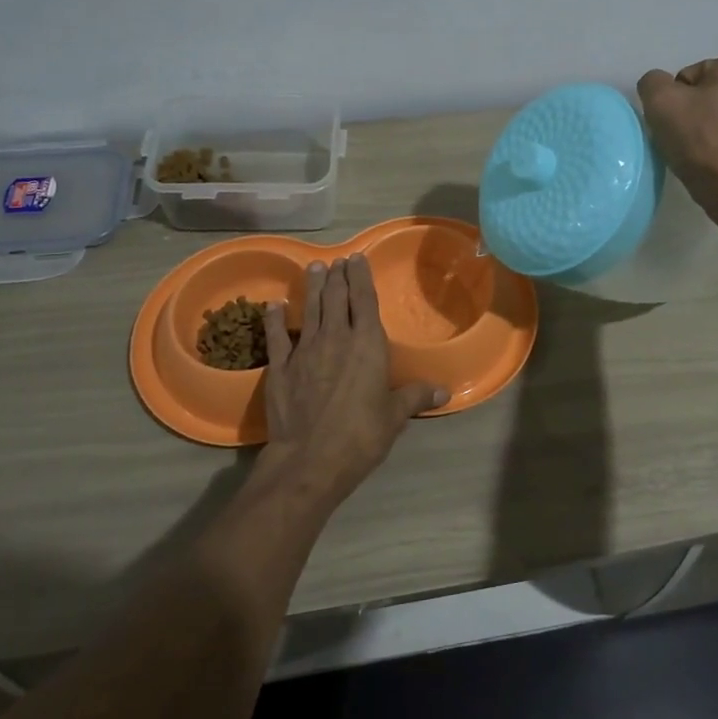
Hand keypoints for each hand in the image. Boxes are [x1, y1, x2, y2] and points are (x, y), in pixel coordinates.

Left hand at [260, 255, 447, 505]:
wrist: (310, 459)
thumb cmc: (361, 435)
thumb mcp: (394, 417)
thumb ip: (415, 397)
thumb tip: (443, 392)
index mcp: (367, 344)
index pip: (364, 300)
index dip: (360, 277)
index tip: (356, 259)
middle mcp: (336, 338)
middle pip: (335, 298)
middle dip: (337, 276)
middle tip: (336, 261)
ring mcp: (305, 350)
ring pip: (310, 310)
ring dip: (312, 287)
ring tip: (314, 268)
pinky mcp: (280, 367)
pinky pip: (278, 336)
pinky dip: (276, 319)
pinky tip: (274, 306)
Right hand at [637, 52, 717, 207]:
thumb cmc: (701, 139)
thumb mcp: (661, 101)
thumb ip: (653, 82)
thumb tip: (660, 86)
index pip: (693, 75)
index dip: (677, 99)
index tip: (677, 122)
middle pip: (713, 93)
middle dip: (698, 110)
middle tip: (686, 137)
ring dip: (713, 126)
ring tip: (701, 151)